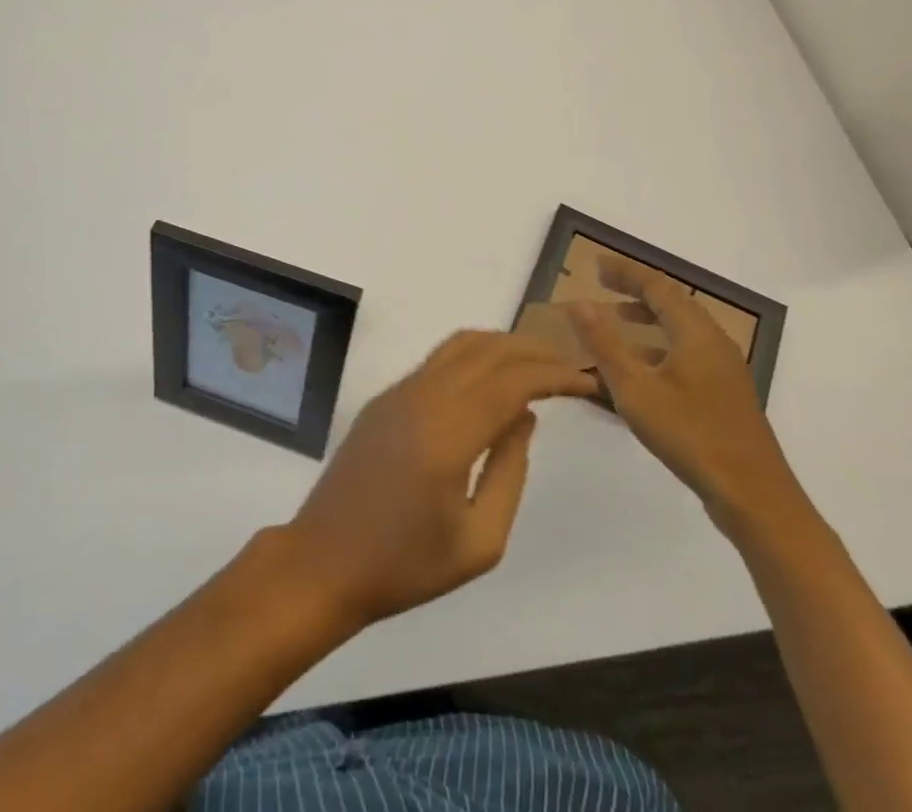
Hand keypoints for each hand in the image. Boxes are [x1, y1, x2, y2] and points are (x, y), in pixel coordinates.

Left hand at [283, 331, 596, 628]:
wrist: (326, 560)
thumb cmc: (406, 566)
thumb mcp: (479, 541)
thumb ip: (509, 471)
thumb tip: (524, 416)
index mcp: (447, 434)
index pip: (510, 382)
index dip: (552, 375)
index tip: (586, 381)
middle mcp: (421, 398)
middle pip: (486, 350)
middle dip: (532, 350)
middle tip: (569, 365)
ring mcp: (398, 392)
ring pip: (458, 346)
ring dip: (501, 345)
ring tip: (536, 363)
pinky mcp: (384, 398)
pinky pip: (436, 361)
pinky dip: (472, 356)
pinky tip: (490, 380)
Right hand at [568, 257, 804, 535]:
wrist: (755, 498)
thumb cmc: (691, 436)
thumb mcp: (636, 390)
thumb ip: (605, 344)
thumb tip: (579, 303)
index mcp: (696, 333)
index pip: (658, 286)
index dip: (626, 273)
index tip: (597, 266)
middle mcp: (715, 343)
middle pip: (674, 303)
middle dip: (637, 291)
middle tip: (604, 286)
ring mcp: (725, 370)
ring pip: (683, 329)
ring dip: (649, 319)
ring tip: (618, 322)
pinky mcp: (727, 394)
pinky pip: (689, 352)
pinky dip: (661, 346)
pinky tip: (643, 370)